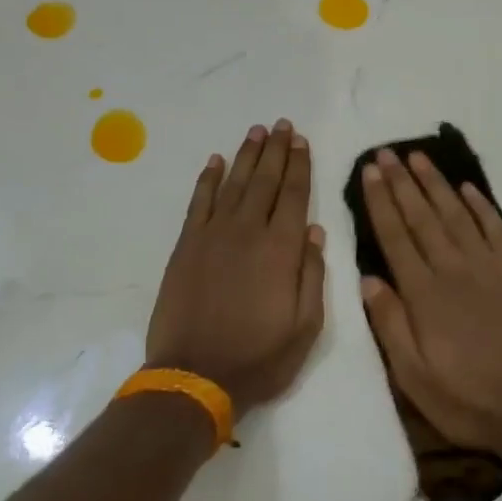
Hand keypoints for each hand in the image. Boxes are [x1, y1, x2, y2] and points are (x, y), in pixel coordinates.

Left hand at [146, 120, 326, 415]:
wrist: (195, 375)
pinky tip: (215, 161)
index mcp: (281, 250)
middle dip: (276, 151)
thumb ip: (312, 275)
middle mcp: (248, 232)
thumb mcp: (305, 327)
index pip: (294, 196)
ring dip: (246, 156)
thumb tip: (315, 231)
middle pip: (265, 181)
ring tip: (256, 132)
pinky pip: (199, 202)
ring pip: (234, 184)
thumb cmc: (259, 357)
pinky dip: (208, 179)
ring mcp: (213, 235)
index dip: (300, 166)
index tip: (302, 141)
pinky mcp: (186, 246)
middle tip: (282, 125)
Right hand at [357, 149, 501, 466]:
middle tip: (387, 152)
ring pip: (457, 214)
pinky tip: (468, 188)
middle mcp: (454, 269)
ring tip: (419, 157)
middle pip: (423, 216)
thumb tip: (368, 278)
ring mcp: (490, 267)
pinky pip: (495, 228)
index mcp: (424, 294)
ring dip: (436, 183)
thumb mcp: (414, 377)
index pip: (395, 236)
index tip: (370, 172)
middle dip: (402, 182)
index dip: (381, 202)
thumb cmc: (470, 400)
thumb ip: (390, 324)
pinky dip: (480, 204)